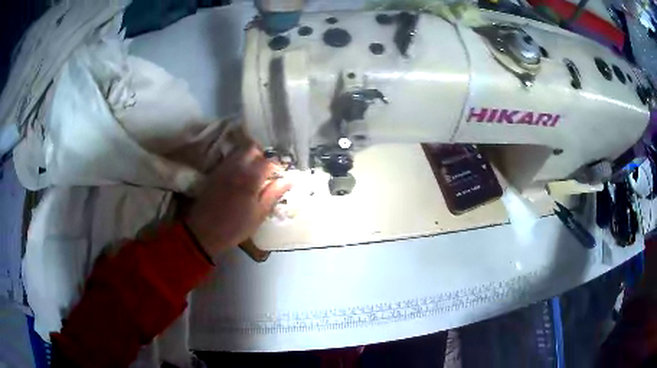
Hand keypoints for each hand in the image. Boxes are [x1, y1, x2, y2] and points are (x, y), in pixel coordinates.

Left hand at [184, 144, 290, 257]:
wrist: (203, 232)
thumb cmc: (235, 227)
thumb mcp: (259, 215)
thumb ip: (273, 194)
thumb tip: (288, 180)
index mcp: (250, 178)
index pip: (269, 161)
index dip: (277, 167)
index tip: (279, 177)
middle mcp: (236, 167)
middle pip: (252, 148)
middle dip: (261, 156)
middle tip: (265, 172)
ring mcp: (223, 168)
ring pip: (238, 151)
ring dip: (248, 157)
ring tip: (252, 173)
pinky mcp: (214, 173)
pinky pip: (228, 159)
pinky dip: (237, 162)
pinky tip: (239, 177)